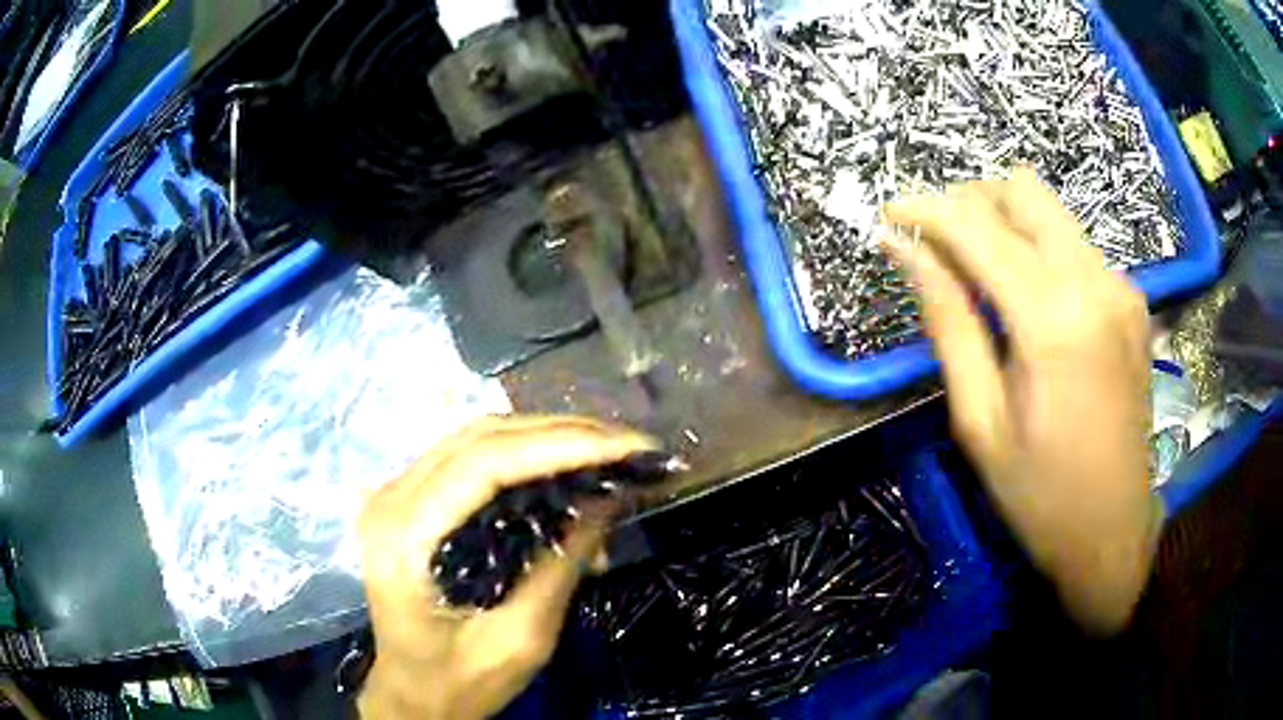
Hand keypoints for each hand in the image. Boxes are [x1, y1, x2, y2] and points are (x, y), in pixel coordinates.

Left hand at [357, 415, 655, 718]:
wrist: (413, 696)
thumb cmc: (461, 682)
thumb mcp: (522, 638)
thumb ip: (560, 563)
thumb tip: (609, 496)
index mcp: (405, 537)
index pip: (485, 463)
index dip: (561, 444)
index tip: (627, 446)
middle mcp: (389, 500)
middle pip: (480, 437)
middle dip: (563, 433)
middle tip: (629, 444)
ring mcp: (393, 494)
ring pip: (476, 438)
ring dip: (546, 437)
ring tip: (607, 449)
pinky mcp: (407, 500)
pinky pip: (469, 457)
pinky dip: (523, 455)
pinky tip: (564, 465)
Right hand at [883, 168, 1161, 634]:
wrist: (1113, 532)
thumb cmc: (1040, 495)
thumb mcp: (980, 420)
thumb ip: (948, 321)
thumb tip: (905, 251)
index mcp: (1054, 319)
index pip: (977, 225)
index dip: (924, 209)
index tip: (887, 214)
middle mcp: (1095, 282)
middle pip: (1021, 189)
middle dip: (969, 203)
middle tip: (937, 248)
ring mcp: (1121, 287)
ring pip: (1051, 211)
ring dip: (1004, 224)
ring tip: (977, 277)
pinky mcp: (1132, 301)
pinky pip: (1074, 245)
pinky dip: (1038, 251)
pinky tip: (1027, 303)